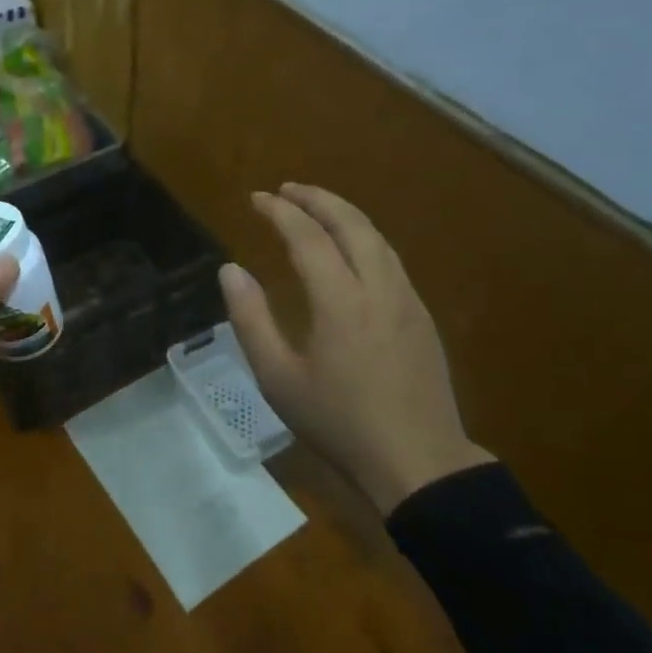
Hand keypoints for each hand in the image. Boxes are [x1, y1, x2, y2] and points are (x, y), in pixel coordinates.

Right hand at [219, 183, 492, 513]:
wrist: (419, 463)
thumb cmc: (339, 422)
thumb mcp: (278, 377)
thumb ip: (251, 319)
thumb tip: (231, 270)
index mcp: (340, 300)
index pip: (307, 236)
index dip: (279, 211)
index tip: (257, 198)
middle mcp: (378, 287)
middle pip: (350, 222)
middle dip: (316, 198)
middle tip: (286, 189)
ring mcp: (406, 299)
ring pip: (376, 237)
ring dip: (343, 213)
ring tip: (316, 207)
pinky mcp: (421, 316)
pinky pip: (390, 258)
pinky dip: (364, 236)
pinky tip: (351, 248)